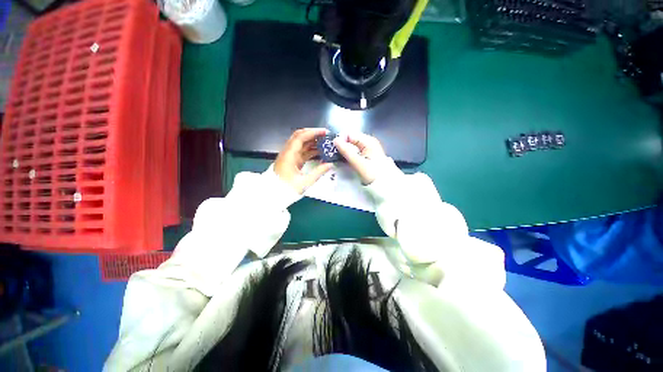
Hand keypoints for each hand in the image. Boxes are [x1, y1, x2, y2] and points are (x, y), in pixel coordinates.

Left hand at [274, 128, 333, 193]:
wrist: (272, 197)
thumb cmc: (286, 189)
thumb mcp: (305, 182)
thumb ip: (319, 172)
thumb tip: (330, 164)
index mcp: (289, 155)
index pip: (300, 137)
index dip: (313, 132)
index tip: (325, 132)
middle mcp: (288, 153)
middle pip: (300, 137)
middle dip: (313, 134)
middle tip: (326, 136)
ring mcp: (289, 157)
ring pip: (301, 144)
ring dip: (312, 142)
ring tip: (325, 144)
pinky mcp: (292, 162)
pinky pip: (302, 152)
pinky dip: (310, 150)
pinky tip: (320, 153)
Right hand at [333, 133, 386, 184]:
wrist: (385, 185)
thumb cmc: (373, 174)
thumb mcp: (359, 163)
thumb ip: (347, 151)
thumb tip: (335, 140)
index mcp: (368, 141)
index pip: (349, 134)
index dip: (340, 140)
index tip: (333, 150)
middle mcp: (367, 142)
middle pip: (349, 140)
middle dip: (340, 146)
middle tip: (333, 155)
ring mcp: (366, 149)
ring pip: (350, 146)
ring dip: (343, 152)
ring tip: (336, 159)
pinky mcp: (365, 155)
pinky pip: (353, 152)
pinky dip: (347, 156)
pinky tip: (343, 161)